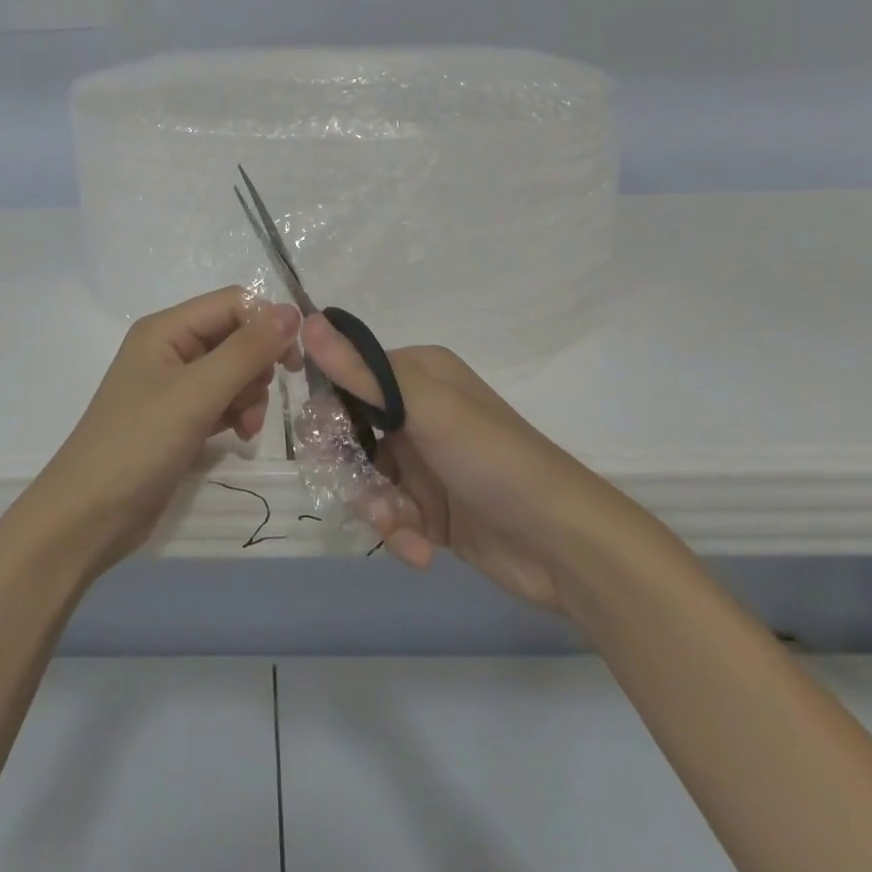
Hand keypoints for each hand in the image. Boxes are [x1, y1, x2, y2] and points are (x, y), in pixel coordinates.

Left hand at [18, 288, 301, 576]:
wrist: (89, 517)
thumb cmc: (138, 444)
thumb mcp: (196, 394)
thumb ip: (246, 351)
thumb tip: (291, 311)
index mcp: (167, 328)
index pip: (233, 304)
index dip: (267, 324)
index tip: (293, 362)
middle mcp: (171, 348)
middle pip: (236, 336)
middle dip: (256, 366)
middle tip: (254, 399)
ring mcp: (175, 385)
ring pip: (234, 371)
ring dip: (249, 394)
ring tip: (245, 426)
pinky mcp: (180, 418)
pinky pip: (223, 400)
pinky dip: (237, 414)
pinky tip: (238, 437)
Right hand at [304, 315, 665, 614]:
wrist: (565, 546)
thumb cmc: (494, 460)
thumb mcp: (427, 408)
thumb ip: (362, 371)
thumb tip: (306, 320)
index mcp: (416, 374)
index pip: (347, 379)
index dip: (329, 412)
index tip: (326, 443)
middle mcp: (416, 411)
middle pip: (349, 434)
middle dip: (351, 470)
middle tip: (366, 495)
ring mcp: (423, 462)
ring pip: (364, 479)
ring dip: (375, 507)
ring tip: (401, 528)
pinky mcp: (431, 508)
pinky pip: (389, 514)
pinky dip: (399, 533)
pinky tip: (421, 551)